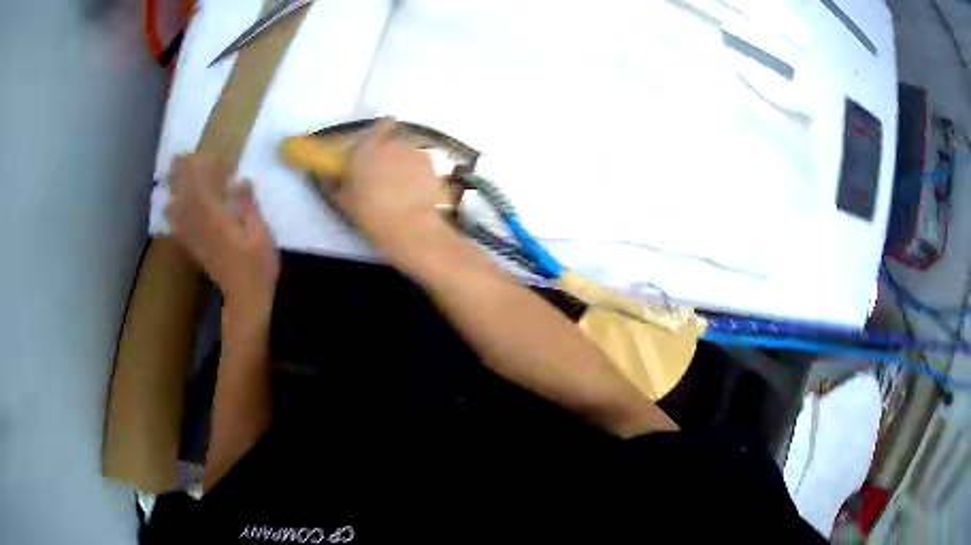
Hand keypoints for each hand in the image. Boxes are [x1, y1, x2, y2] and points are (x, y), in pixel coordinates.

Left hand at [166, 153, 279, 318]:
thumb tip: (240, 180)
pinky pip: (178, 228)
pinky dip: (172, 214)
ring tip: (174, 176)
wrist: (246, 297)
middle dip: (180, 175)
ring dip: (174, 192)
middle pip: (183, 196)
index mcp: (215, 219)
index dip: (197, 169)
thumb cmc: (257, 265)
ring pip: (177, 210)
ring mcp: (194, 238)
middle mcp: (199, 226)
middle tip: (181, 157)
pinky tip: (171, 207)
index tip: (201, 153)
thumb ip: (248, 205)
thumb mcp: (260, 232)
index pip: (199, 187)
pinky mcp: (194, 248)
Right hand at [336, 119, 449, 263]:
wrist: (408, 223)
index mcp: (366, 149)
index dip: (381, 131)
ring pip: (409, 151)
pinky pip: (422, 163)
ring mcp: (414, 152)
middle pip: (395, 138)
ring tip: (403, 182)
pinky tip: (415, 189)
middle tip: (388, 170)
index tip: (379, 142)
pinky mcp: (431, 164)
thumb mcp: (345, 199)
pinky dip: (419, 172)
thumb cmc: (370, 212)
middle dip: (392, 150)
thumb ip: (341, 183)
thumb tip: (337, 178)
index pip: (380, 126)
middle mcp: (391, 144)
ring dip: (406, 160)